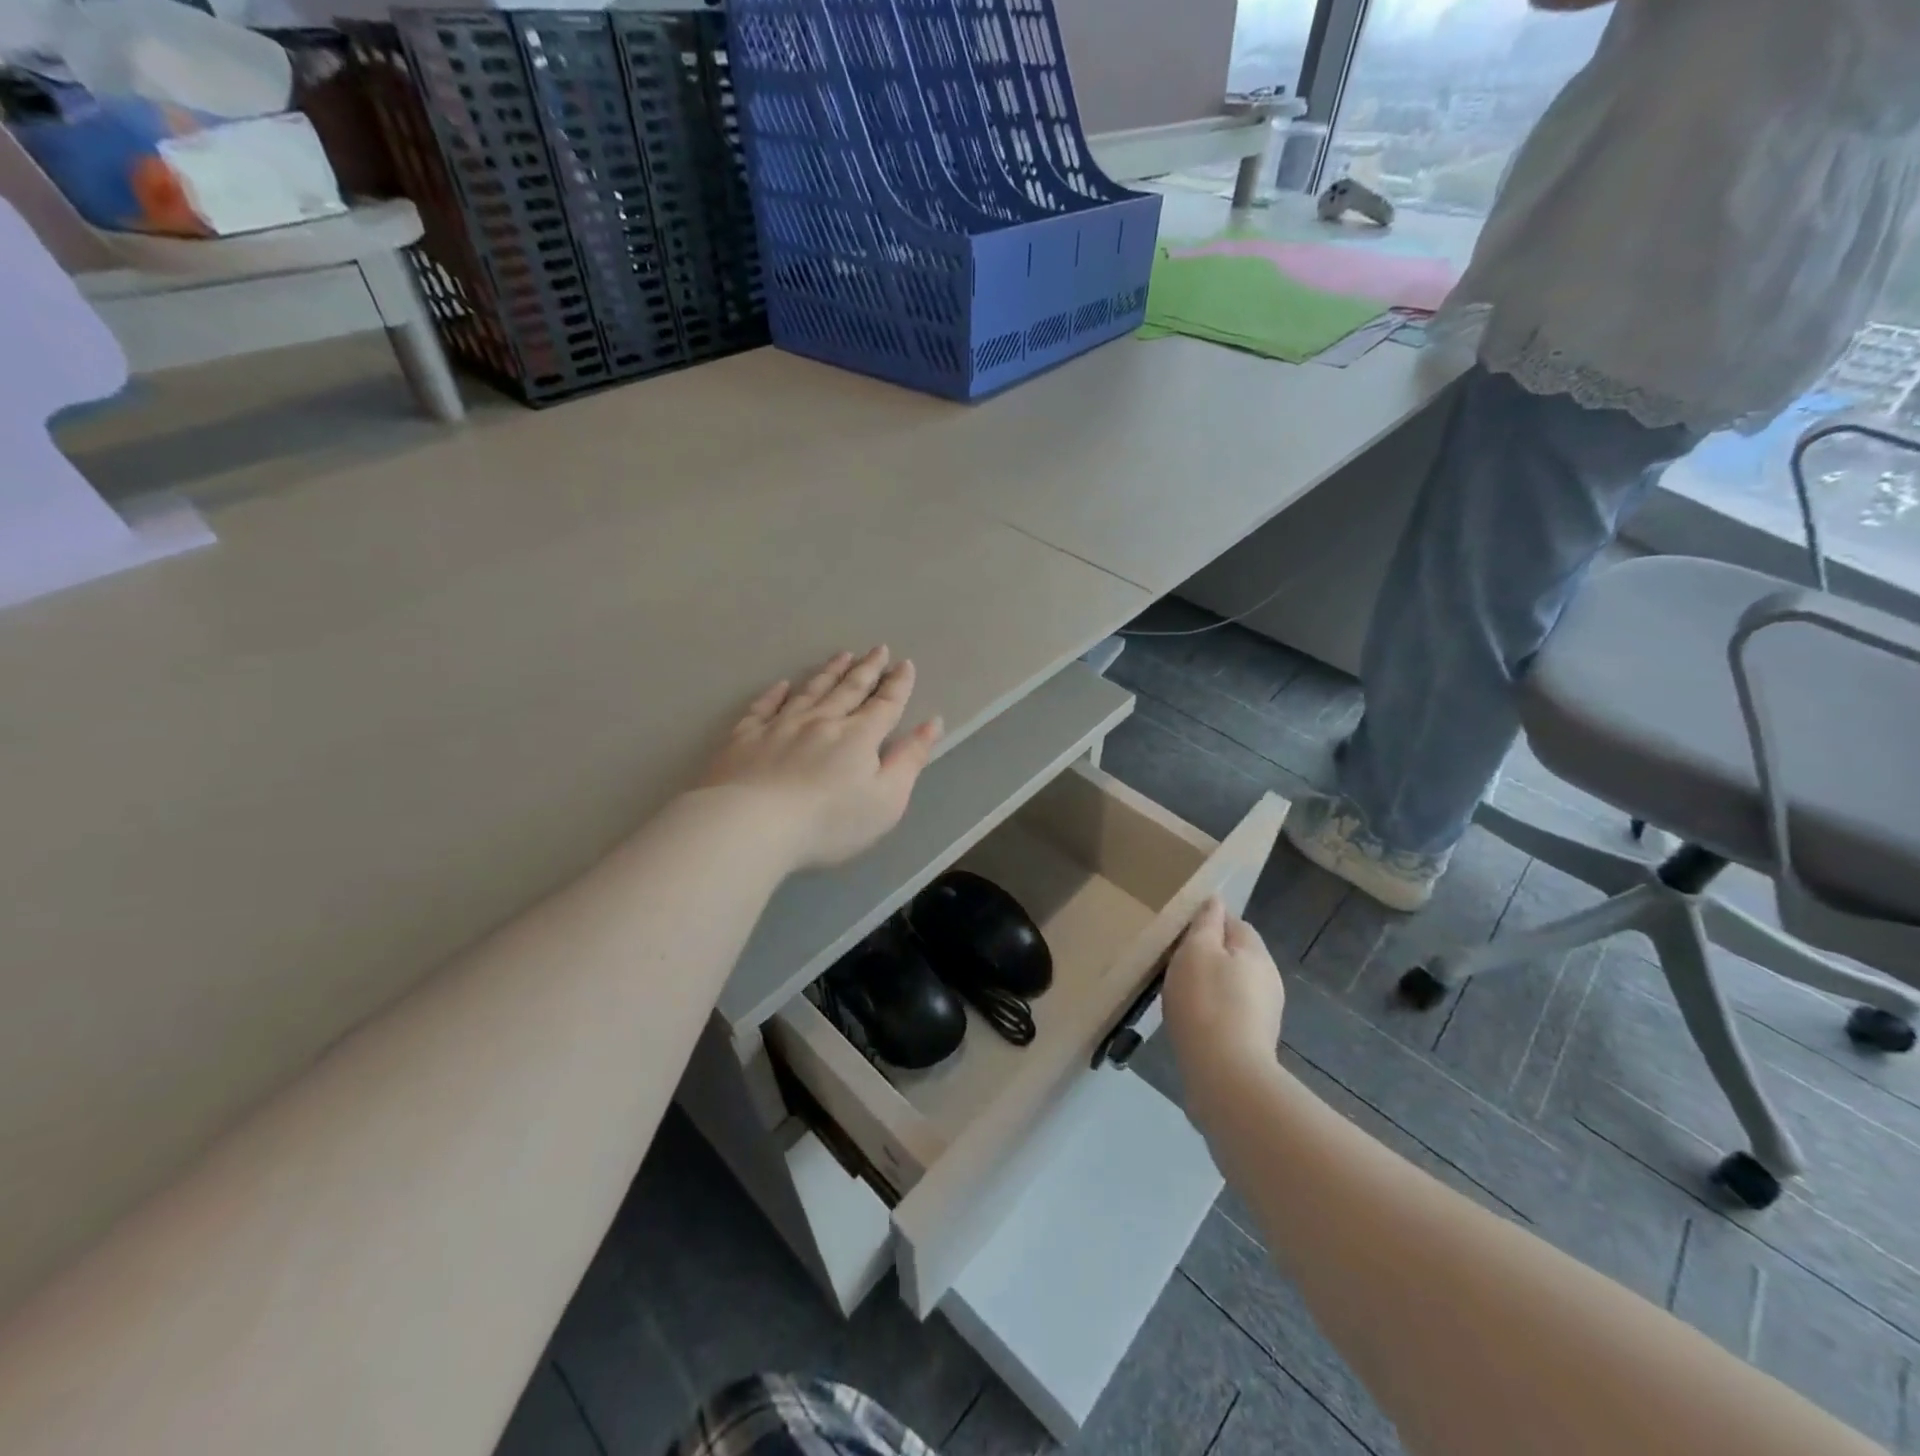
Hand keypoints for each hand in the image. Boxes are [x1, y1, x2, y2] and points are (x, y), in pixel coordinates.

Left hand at [701, 646, 943, 869]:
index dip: (898, 685)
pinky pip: (763, 707)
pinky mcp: (745, 737)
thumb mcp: (887, 800)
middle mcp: (822, 721)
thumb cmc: (829, 822)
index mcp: (858, 737)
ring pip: (810, 691)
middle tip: (877, 649)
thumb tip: (932, 723)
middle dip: (866, 669)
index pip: (885, 704)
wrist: (752, 825)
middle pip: (849, 689)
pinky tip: (782, 685)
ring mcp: (780, 726)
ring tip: (842, 656)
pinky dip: (775, 694)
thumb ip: (910, 760)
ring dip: (829, 672)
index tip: (905, 664)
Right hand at [1162, 895, 1285, 1088]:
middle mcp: (1268, 979)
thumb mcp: (1196, 951)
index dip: (1208, 923)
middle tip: (1174, 964)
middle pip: (1236, 955)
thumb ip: (1205, 924)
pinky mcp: (1255, 1042)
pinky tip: (1192, 1023)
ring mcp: (1265, 1013)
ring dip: (1210, 986)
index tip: (1179, 934)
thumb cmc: (1206, 1003)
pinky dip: (1213, 1012)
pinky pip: (1231, 1013)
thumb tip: (1215, 900)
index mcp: (1256, 953)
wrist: (1226, 1077)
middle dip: (1209, 956)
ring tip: (1179, 995)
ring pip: (1233, 985)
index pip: (1235, 923)